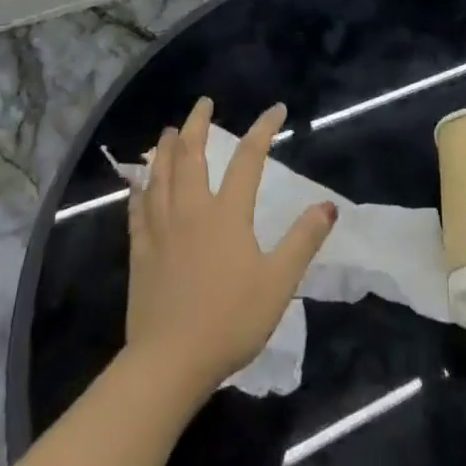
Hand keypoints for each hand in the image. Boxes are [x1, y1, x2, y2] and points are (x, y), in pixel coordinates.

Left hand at [125, 98, 337, 395]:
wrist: (170, 363)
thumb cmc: (230, 320)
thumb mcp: (278, 283)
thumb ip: (302, 241)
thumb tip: (328, 205)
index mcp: (227, 213)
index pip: (248, 159)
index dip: (263, 130)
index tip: (276, 110)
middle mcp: (191, 210)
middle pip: (191, 155)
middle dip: (198, 124)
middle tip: (204, 103)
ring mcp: (161, 229)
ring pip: (160, 175)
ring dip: (166, 148)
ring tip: (170, 130)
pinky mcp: (140, 252)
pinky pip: (137, 209)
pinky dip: (139, 188)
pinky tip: (138, 181)